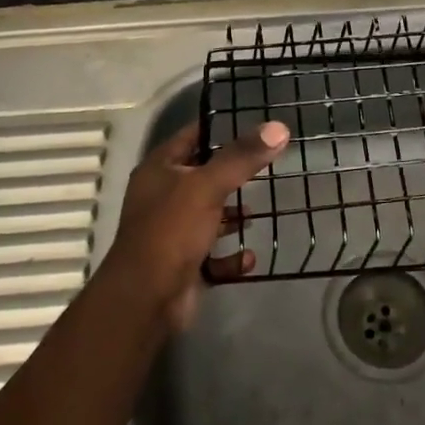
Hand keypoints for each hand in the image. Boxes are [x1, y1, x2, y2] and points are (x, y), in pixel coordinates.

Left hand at [103, 119, 288, 332]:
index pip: (191, 135)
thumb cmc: (172, 230)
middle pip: (202, 175)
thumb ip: (242, 157)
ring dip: (232, 216)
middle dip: (232, 174)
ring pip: (208, 214)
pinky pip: (213, 254)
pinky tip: (249, 258)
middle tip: (267, 165)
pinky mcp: (183, 263)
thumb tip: (279, 128)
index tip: (253, 123)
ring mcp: (172, 231)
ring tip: (258, 212)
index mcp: (159, 169)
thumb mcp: (208, 186)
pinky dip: (231, 256)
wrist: (146, 300)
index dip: (219, 127)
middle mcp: (162, 196)